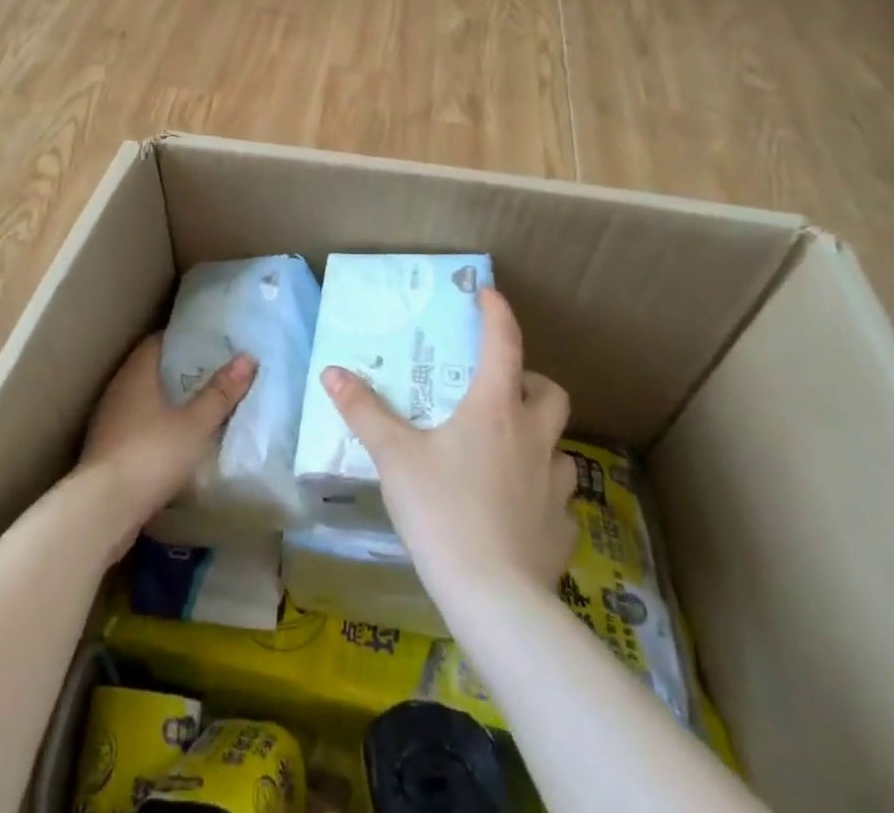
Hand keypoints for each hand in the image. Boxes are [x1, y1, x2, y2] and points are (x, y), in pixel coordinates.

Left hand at [77, 334, 256, 553]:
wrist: (102, 511)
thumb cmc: (151, 455)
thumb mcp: (194, 425)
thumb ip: (220, 394)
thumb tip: (248, 358)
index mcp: (135, 374)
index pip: (157, 342)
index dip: (182, 340)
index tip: (209, 343)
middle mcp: (118, 391)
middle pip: (150, 370)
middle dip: (179, 372)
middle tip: (212, 374)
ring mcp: (108, 422)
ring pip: (142, 401)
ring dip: (166, 403)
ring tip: (199, 408)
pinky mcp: (106, 452)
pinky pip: (136, 428)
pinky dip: (156, 429)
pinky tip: (176, 442)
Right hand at [321, 288, 576, 607]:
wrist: (494, 599)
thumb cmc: (442, 510)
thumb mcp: (394, 456)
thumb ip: (363, 411)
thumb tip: (331, 371)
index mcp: (495, 410)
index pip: (504, 344)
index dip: (497, 313)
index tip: (487, 294)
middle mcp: (533, 439)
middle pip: (551, 392)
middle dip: (531, 380)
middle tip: (502, 388)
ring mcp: (554, 486)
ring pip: (561, 446)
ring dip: (540, 438)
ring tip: (511, 450)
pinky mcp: (562, 531)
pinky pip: (559, 501)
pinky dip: (543, 494)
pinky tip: (520, 509)